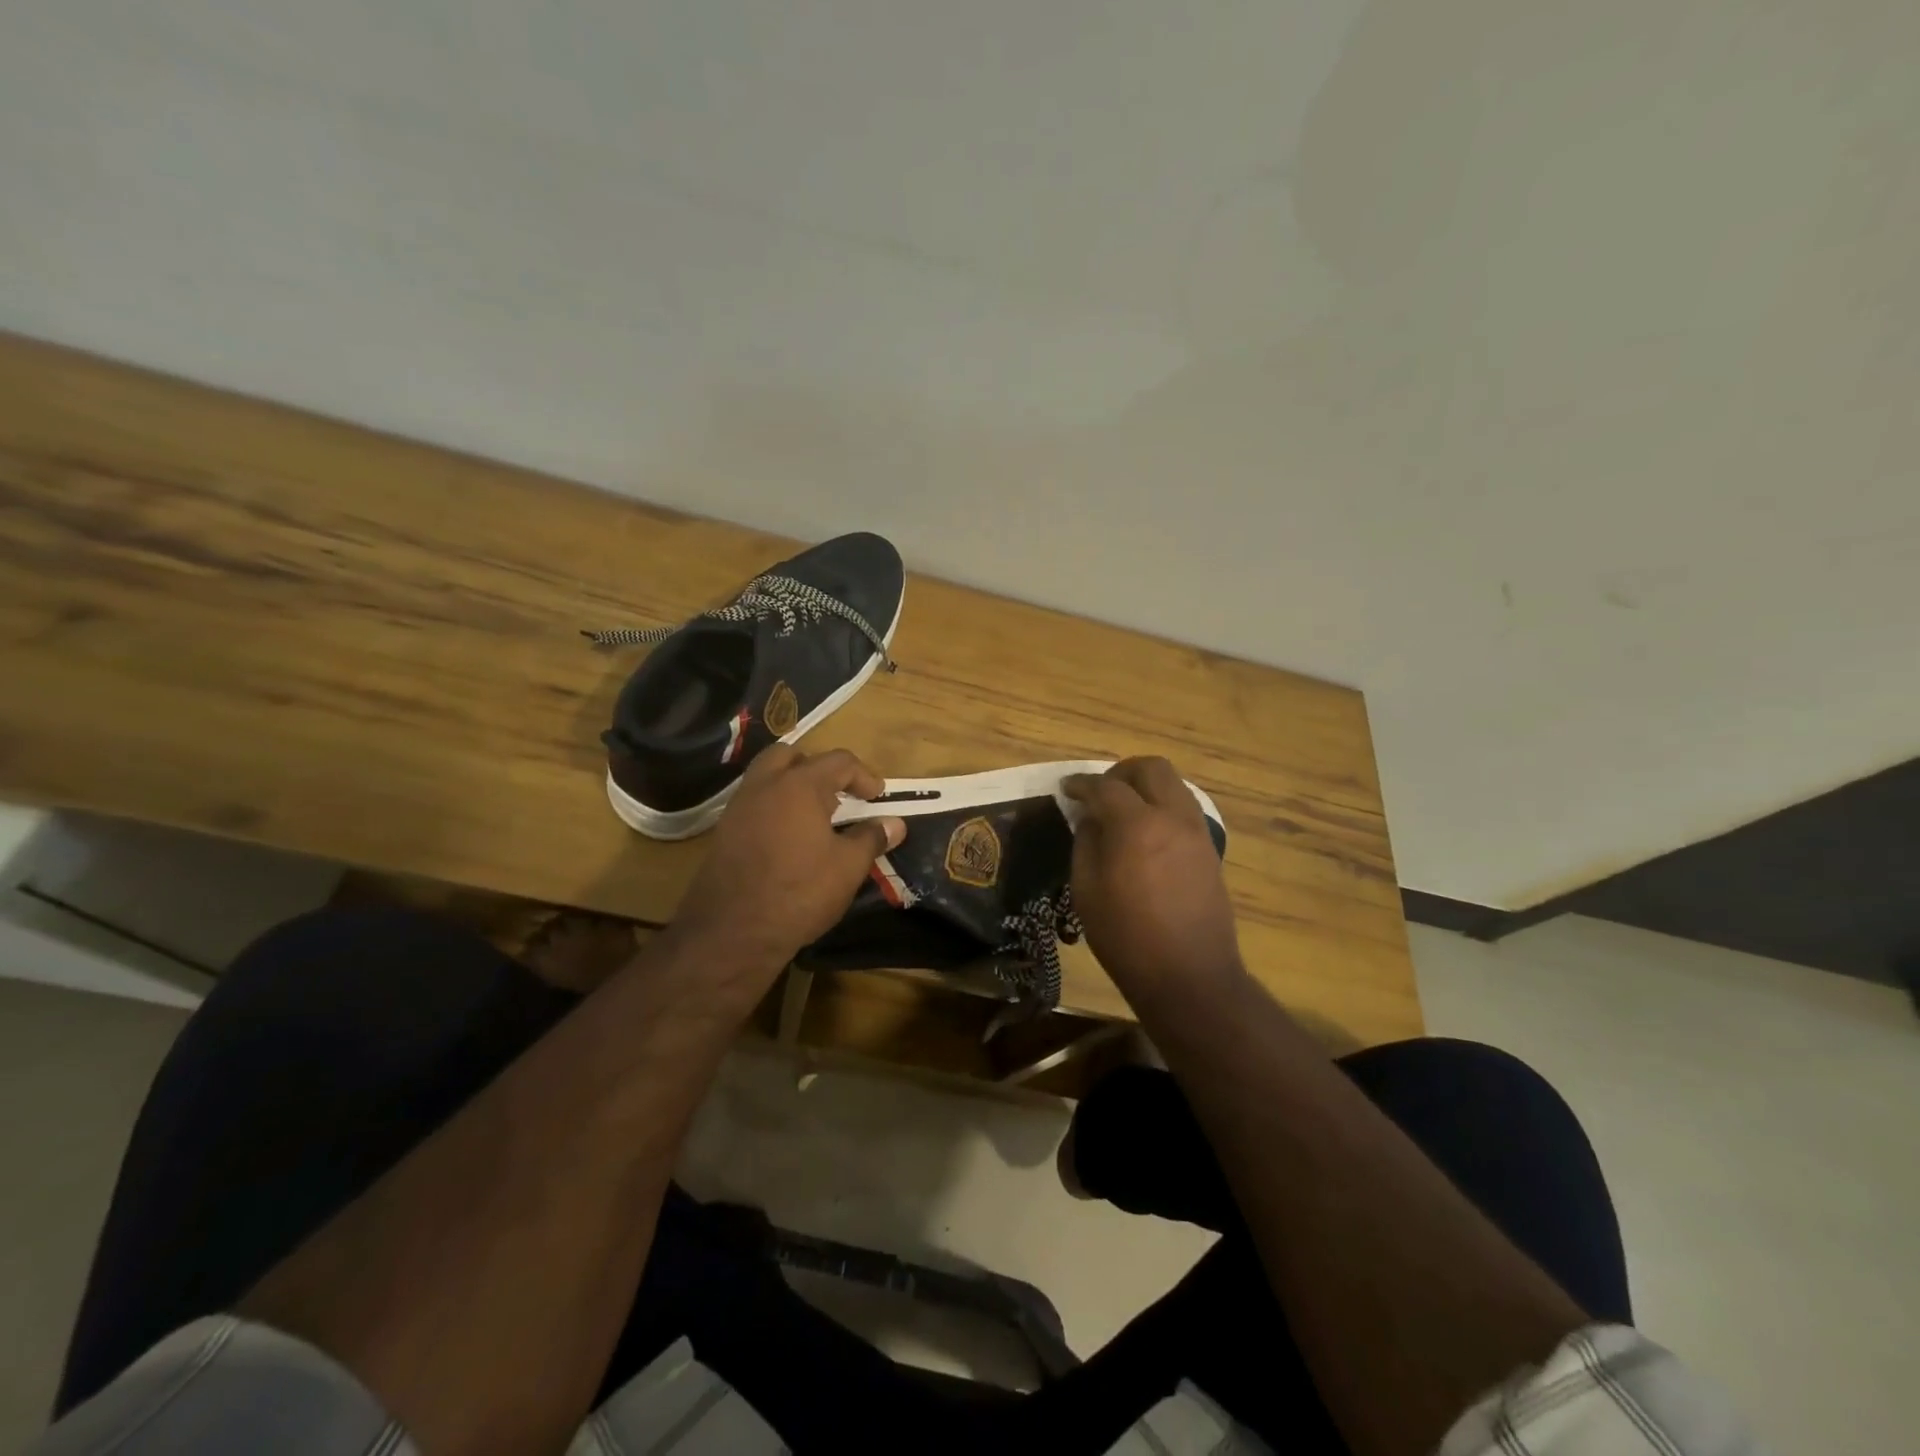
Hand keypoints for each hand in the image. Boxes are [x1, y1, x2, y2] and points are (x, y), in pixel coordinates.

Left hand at [670, 746, 904, 994]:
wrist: (732, 931)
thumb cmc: (799, 892)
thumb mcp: (848, 867)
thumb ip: (872, 838)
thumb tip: (895, 824)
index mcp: (799, 785)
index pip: (838, 761)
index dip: (864, 776)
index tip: (877, 798)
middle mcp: (764, 785)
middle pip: (792, 756)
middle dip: (819, 768)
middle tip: (838, 794)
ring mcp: (738, 807)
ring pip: (767, 777)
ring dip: (792, 785)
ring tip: (814, 816)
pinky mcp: (724, 831)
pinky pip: (754, 803)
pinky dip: (774, 807)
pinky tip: (789, 838)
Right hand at [1062, 757, 1243, 1002]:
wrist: (1189, 977)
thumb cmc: (1126, 938)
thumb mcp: (1086, 891)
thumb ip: (1086, 843)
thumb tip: (1091, 819)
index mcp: (1137, 826)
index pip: (1105, 786)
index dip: (1081, 784)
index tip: (1066, 789)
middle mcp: (1172, 818)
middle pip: (1152, 768)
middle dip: (1121, 771)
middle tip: (1100, 792)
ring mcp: (1197, 832)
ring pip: (1174, 784)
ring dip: (1146, 786)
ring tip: (1123, 810)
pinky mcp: (1209, 850)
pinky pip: (1185, 809)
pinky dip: (1162, 807)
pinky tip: (1145, 833)